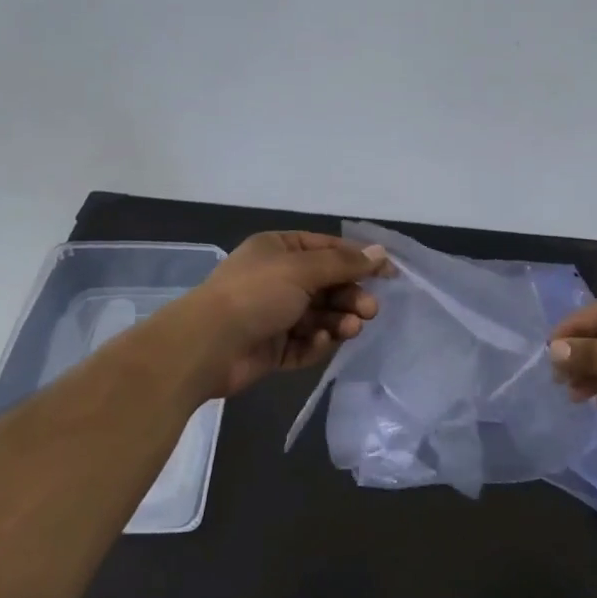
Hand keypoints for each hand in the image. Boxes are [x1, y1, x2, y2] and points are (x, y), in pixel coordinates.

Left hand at [182, 232, 391, 397]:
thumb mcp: (303, 269)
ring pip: (320, 316)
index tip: (389, 274)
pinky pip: (305, 343)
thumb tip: (380, 253)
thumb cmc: (256, 294)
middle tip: (371, 309)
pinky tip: (322, 342)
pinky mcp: (273, 348)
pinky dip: (317, 343)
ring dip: (339, 321)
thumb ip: (344, 263)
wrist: (207, 346)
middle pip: (327, 285)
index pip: (328, 249)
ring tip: (352, 328)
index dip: (359, 260)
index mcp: (279, 250)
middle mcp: (277, 279)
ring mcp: (274, 315)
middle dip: (350, 296)